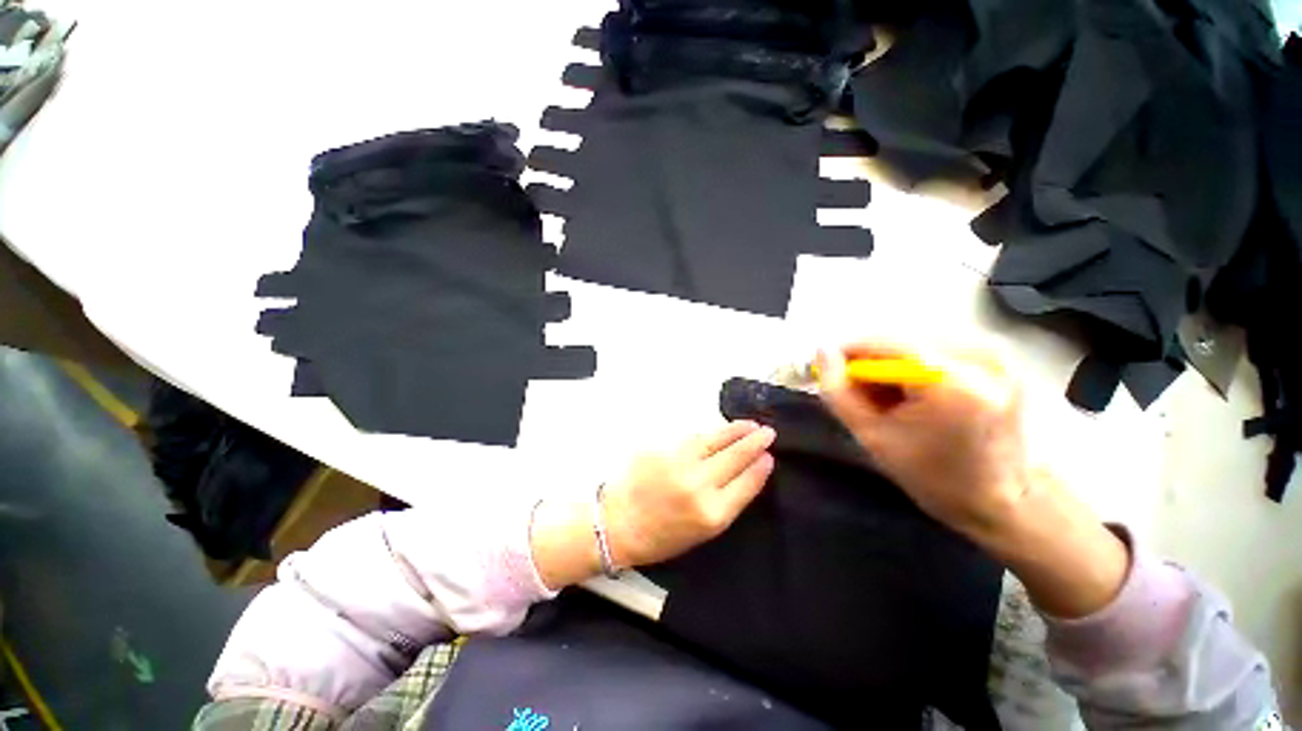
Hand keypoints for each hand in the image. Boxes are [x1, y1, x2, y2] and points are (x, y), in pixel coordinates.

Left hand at [602, 420, 775, 568]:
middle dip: (754, 443)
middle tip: (768, 432)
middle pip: (734, 457)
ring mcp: (679, 463)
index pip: (746, 483)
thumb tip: (746, 474)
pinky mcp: (662, 449)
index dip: (760, 468)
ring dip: (734, 431)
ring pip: (714, 441)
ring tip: (749, 425)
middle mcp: (698, 485)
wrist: (619, 524)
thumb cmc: (663, 536)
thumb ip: (726, 502)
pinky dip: (709, 434)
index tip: (769, 457)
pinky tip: (718, 431)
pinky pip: (692, 439)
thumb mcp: (703, 532)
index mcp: (712, 514)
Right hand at [816, 341, 1030, 541]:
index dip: (847, 354)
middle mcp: (979, 355)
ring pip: (914, 340)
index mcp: (950, 382)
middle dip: (872, 362)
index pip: (881, 343)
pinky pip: (936, 344)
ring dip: (892, 362)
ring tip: (891, 397)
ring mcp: (994, 352)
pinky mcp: (999, 355)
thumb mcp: (871, 436)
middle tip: (864, 394)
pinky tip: (915, 391)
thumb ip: (838, 390)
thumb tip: (821, 352)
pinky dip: (915, 363)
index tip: (831, 373)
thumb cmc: (932, 475)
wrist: (1000, 499)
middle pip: (899, 339)